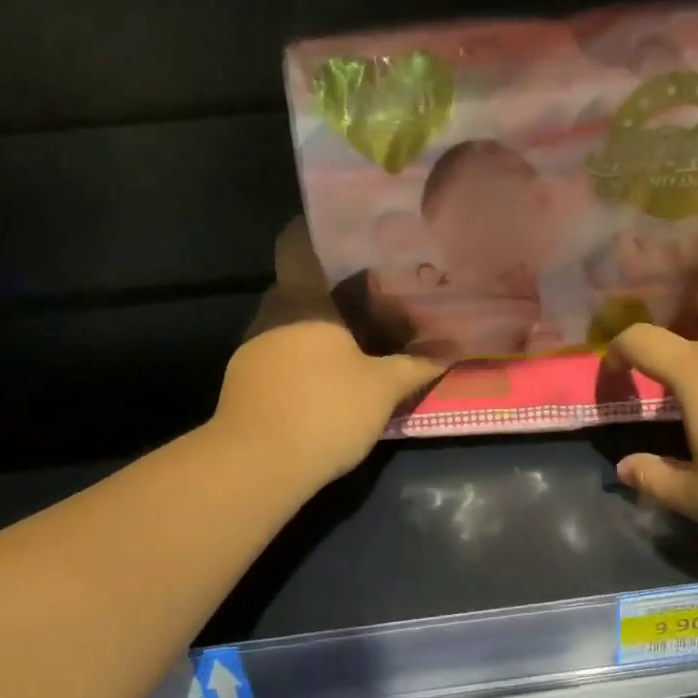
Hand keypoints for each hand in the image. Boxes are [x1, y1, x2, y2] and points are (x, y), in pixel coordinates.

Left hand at [214, 220, 445, 487]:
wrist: (255, 466)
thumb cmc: (325, 409)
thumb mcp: (382, 388)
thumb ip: (417, 364)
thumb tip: (453, 349)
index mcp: (303, 301)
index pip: (297, 246)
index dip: (315, 231)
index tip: (346, 234)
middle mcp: (272, 316)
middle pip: (302, 289)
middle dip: (335, 292)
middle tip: (374, 297)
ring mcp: (253, 350)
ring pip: (292, 325)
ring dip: (320, 329)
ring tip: (357, 340)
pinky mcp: (244, 384)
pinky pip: (280, 355)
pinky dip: (304, 358)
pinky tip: (328, 379)